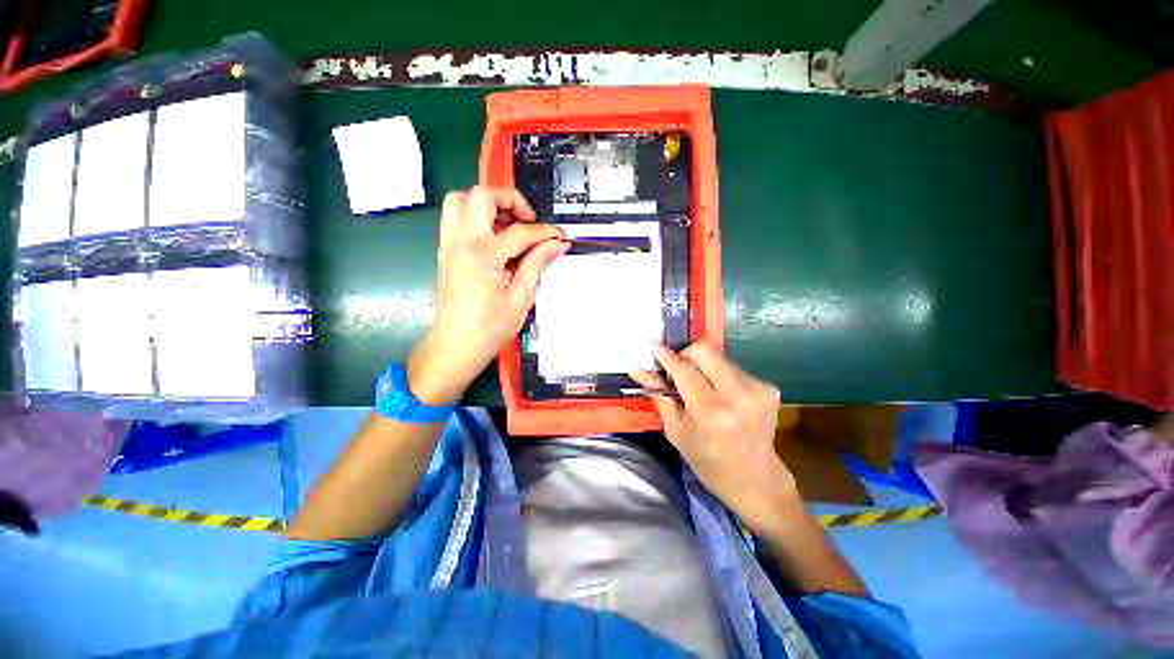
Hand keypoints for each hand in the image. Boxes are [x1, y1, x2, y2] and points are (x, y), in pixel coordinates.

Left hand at [407, 187, 566, 404]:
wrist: (455, 346)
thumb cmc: (489, 328)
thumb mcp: (521, 298)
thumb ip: (537, 264)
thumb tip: (556, 244)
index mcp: (482, 256)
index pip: (520, 232)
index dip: (545, 232)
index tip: (561, 236)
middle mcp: (461, 242)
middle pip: (481, 196)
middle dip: (510, 200)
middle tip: (528, 221)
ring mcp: (448, 245)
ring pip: (460, 200)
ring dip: (487, 204)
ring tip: (508, 225)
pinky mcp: (445, 251)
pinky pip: (455, 218)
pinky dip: (475, 217)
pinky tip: (494, 238)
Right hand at [631, 343, 795, 531]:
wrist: (757, 481)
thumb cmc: (708, 461)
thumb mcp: (677, 432)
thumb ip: (660, 396)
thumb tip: (639, 370)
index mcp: (712, 412)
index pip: (684, 370)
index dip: (666, 356)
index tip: (652, 345)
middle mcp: (738, 395)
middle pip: (705, 351)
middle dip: (685, 354)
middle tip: (677, 369)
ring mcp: (758, 390)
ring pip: (719, 357)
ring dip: (703, 366)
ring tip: (700, 387)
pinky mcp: (769, 388)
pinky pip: (734, 367)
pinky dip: (719, 375)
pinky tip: (720, 395)